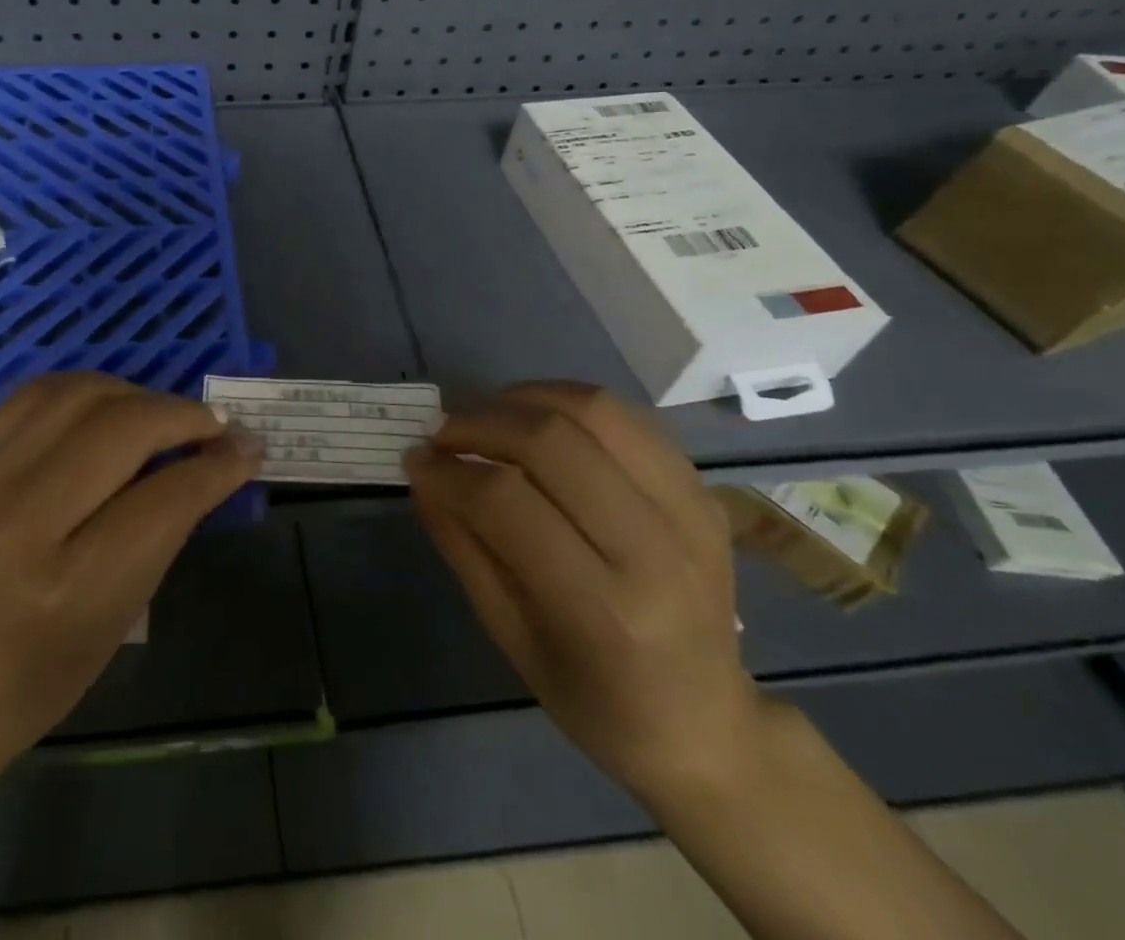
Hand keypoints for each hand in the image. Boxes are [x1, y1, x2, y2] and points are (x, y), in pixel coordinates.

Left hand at [0, 373, 261, 779]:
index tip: (248, 446)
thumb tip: (220, 458)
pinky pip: (34, 393)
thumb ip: (167, 528)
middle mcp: (19, 518)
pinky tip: (107, 406)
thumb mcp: (120, 615)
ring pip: (79, 393)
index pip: (166, 496)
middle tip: (214, 425)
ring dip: (136, 394)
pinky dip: (84, 389)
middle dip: (184, 416)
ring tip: (161, 414)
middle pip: (123, 428)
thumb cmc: (40, 675)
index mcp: (69, 584)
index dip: (218, 463)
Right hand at [406, 382, 763, 798]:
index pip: (507, 502)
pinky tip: (538, 418)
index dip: (449, 471)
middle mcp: (654, 550)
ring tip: (488, 416)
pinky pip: (627, 417)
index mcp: (604, 610)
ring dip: (524, 399)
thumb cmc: (595, 700)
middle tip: (445, 434)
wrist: (708, 725)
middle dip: (480, 424)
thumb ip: (462, 546)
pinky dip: (569, 402)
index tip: (416, 461)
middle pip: (551, 441)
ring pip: (594, 410)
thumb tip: (422, 473)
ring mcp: (689, 513)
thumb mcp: (510, 636)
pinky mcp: (702, 492)